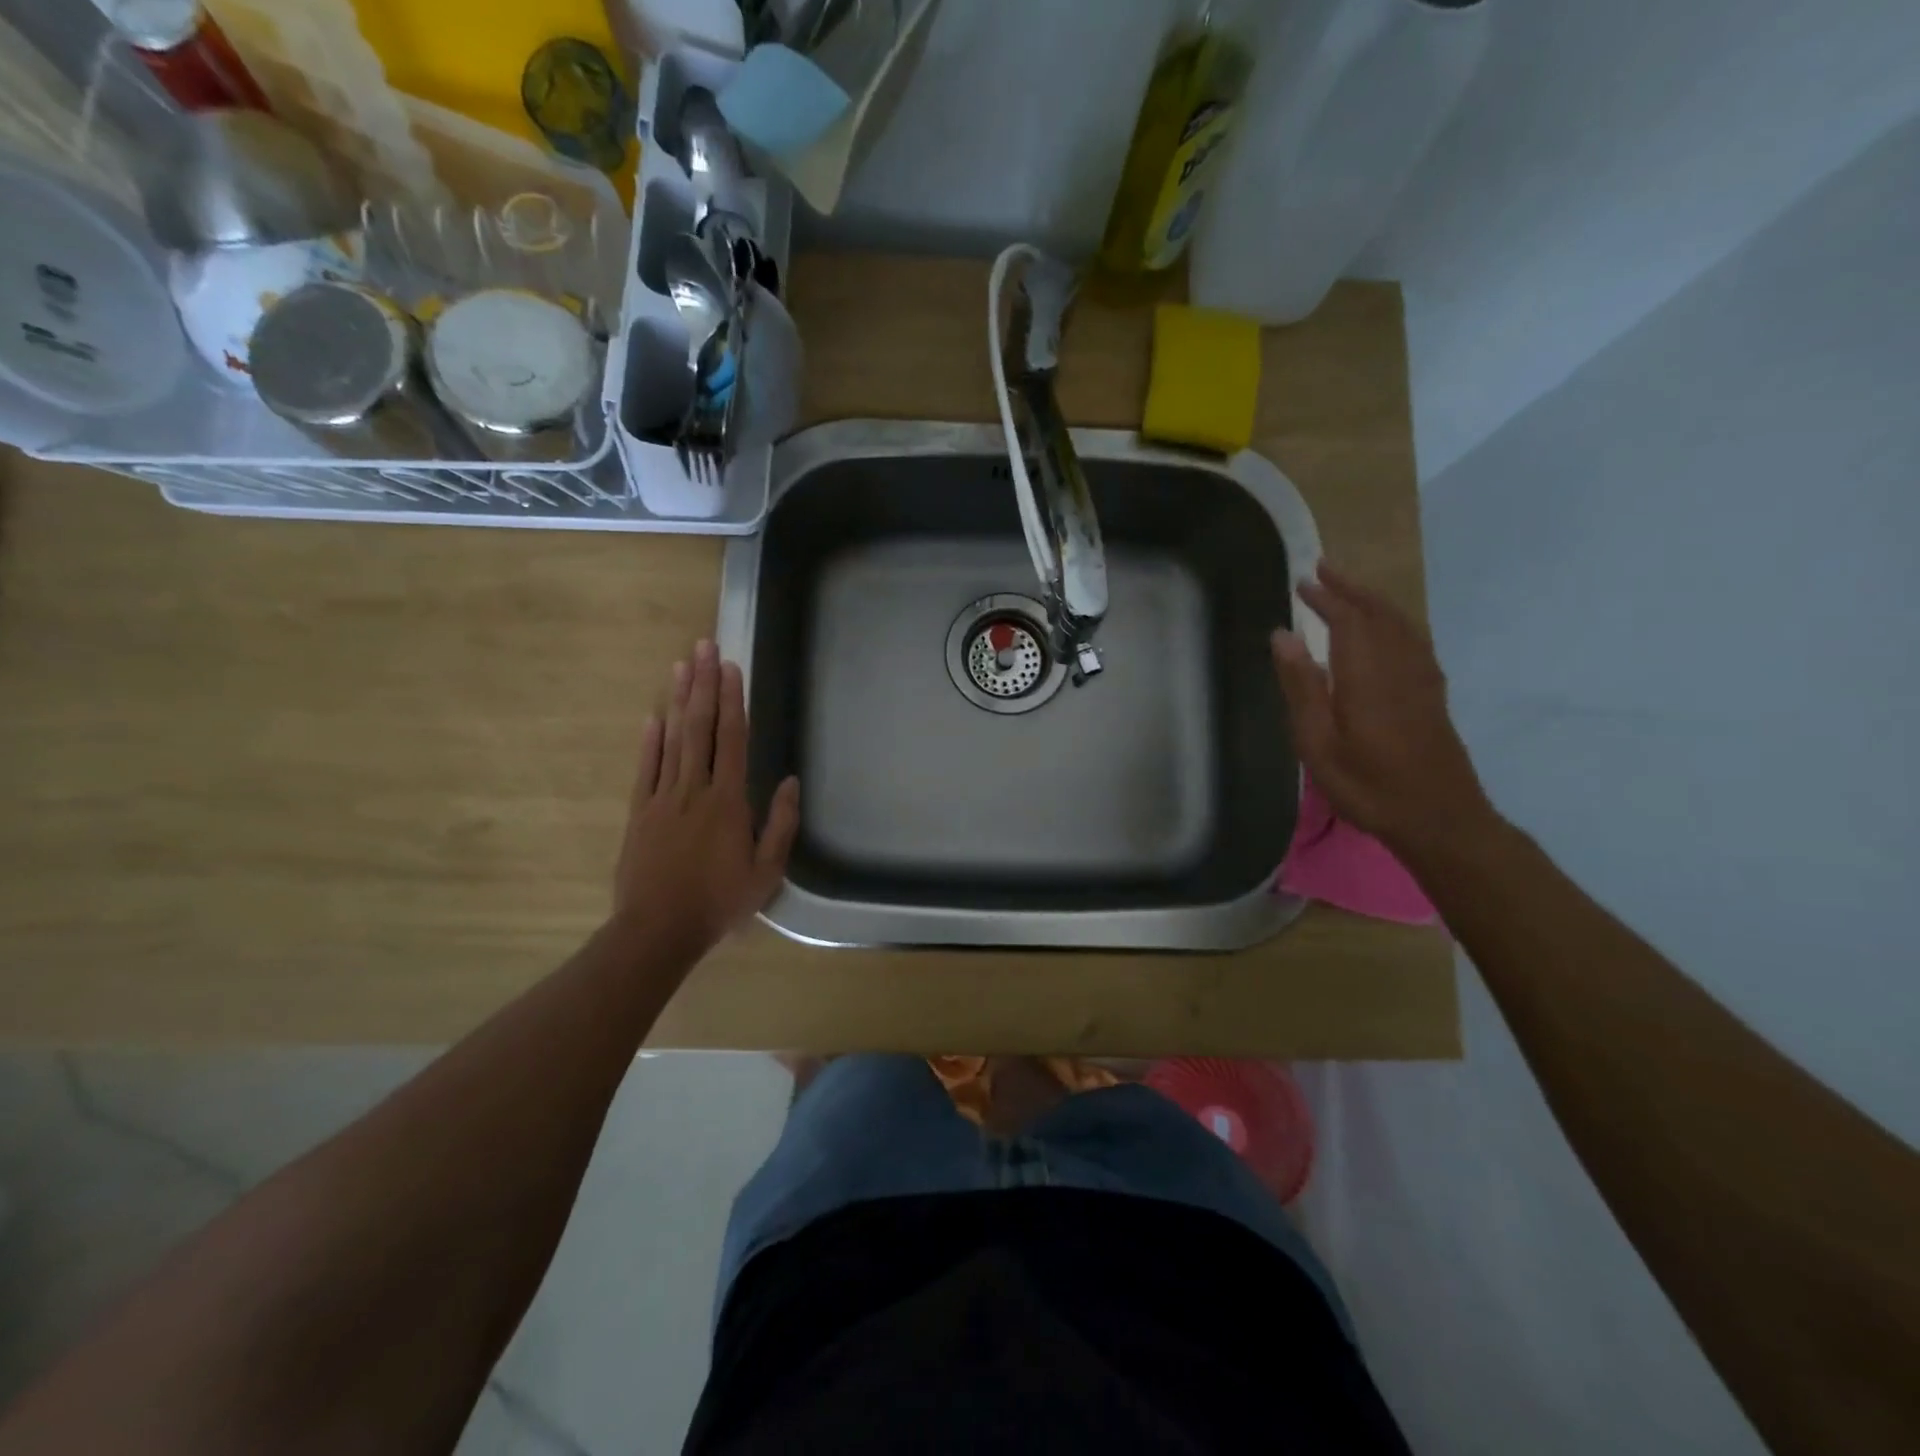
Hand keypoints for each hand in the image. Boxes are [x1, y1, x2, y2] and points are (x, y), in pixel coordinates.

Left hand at [614, 640, 799, 961]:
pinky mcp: (638, 813)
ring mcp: (661, 799)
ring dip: (677, 701)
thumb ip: (780, 824)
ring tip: (680, 666)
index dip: (732, 699)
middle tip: (703, 647)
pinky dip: (649, 741)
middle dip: (703, 684)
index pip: (732, 738)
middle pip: (699, 727)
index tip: (730, 666)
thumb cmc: (719, 902)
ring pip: (671, 740)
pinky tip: (654, 716)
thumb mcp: (766, 872)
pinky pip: (645, 769)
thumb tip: (789, 781)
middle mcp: (694, 789)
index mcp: (728, 801)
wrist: (657, 930)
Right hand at [1271, 564, 1497, 864]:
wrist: (1438, 818)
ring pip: (1400, 624)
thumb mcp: (1319, 743)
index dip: (1326, 597)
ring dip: (1373, 601)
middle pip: (1378, 613)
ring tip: (1349, 590)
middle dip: (1350, 589)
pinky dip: (1395, 622)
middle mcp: (1399, 666)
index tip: (1303, 580)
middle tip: (1323, 570)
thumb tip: (1283, 635)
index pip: (1348, 619)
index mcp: (1367, 675)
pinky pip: (1414, 640)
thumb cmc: (1368, 786)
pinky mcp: (1432, 694)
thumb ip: (1302, 686)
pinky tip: (1387, 630)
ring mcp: (1421, 679)